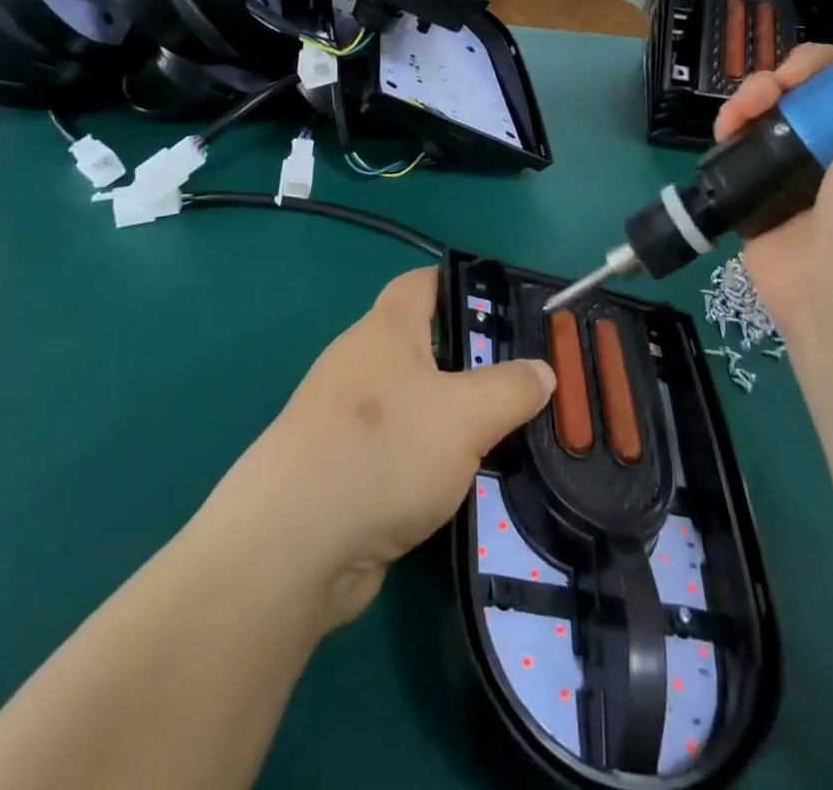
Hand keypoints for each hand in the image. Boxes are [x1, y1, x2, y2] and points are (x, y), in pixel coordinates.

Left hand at [214, 269, 554, 631]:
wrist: (290, 550)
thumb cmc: (383, 451)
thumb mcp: (466, 414)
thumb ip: (511, 388)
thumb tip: (542, 372)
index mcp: (386, 330)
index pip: (424, 282)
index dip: (463, 285)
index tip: (508, 308)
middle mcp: (363, 365)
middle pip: (426, 346)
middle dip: (474, 363)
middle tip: (526, 385)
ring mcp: (348, 420)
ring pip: (417, 404)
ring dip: (457, 420)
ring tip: (510, 438)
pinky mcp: (345, 471)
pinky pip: (402, 451)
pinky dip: (432, 463)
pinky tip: (466, 486)